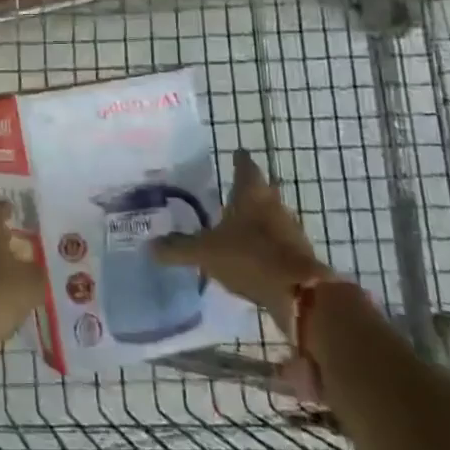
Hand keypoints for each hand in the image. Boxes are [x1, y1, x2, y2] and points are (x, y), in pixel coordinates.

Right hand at [151, 150, 324, 333]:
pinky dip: (265, 243)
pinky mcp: (299, 255)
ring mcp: (290, 229)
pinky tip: (250, 255)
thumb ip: (178, 248)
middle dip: (246, 190)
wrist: (299, 295)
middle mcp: (273, 204)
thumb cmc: (249, 257)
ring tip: (236, 226)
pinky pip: (277, 241)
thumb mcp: (205, 252)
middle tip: (228, 192)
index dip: (238, 160)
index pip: (245, 165)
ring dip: (257, 218)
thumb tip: (150, 246)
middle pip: (261, 189)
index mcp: (251, 193)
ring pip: (271, 215)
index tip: (233, 155)